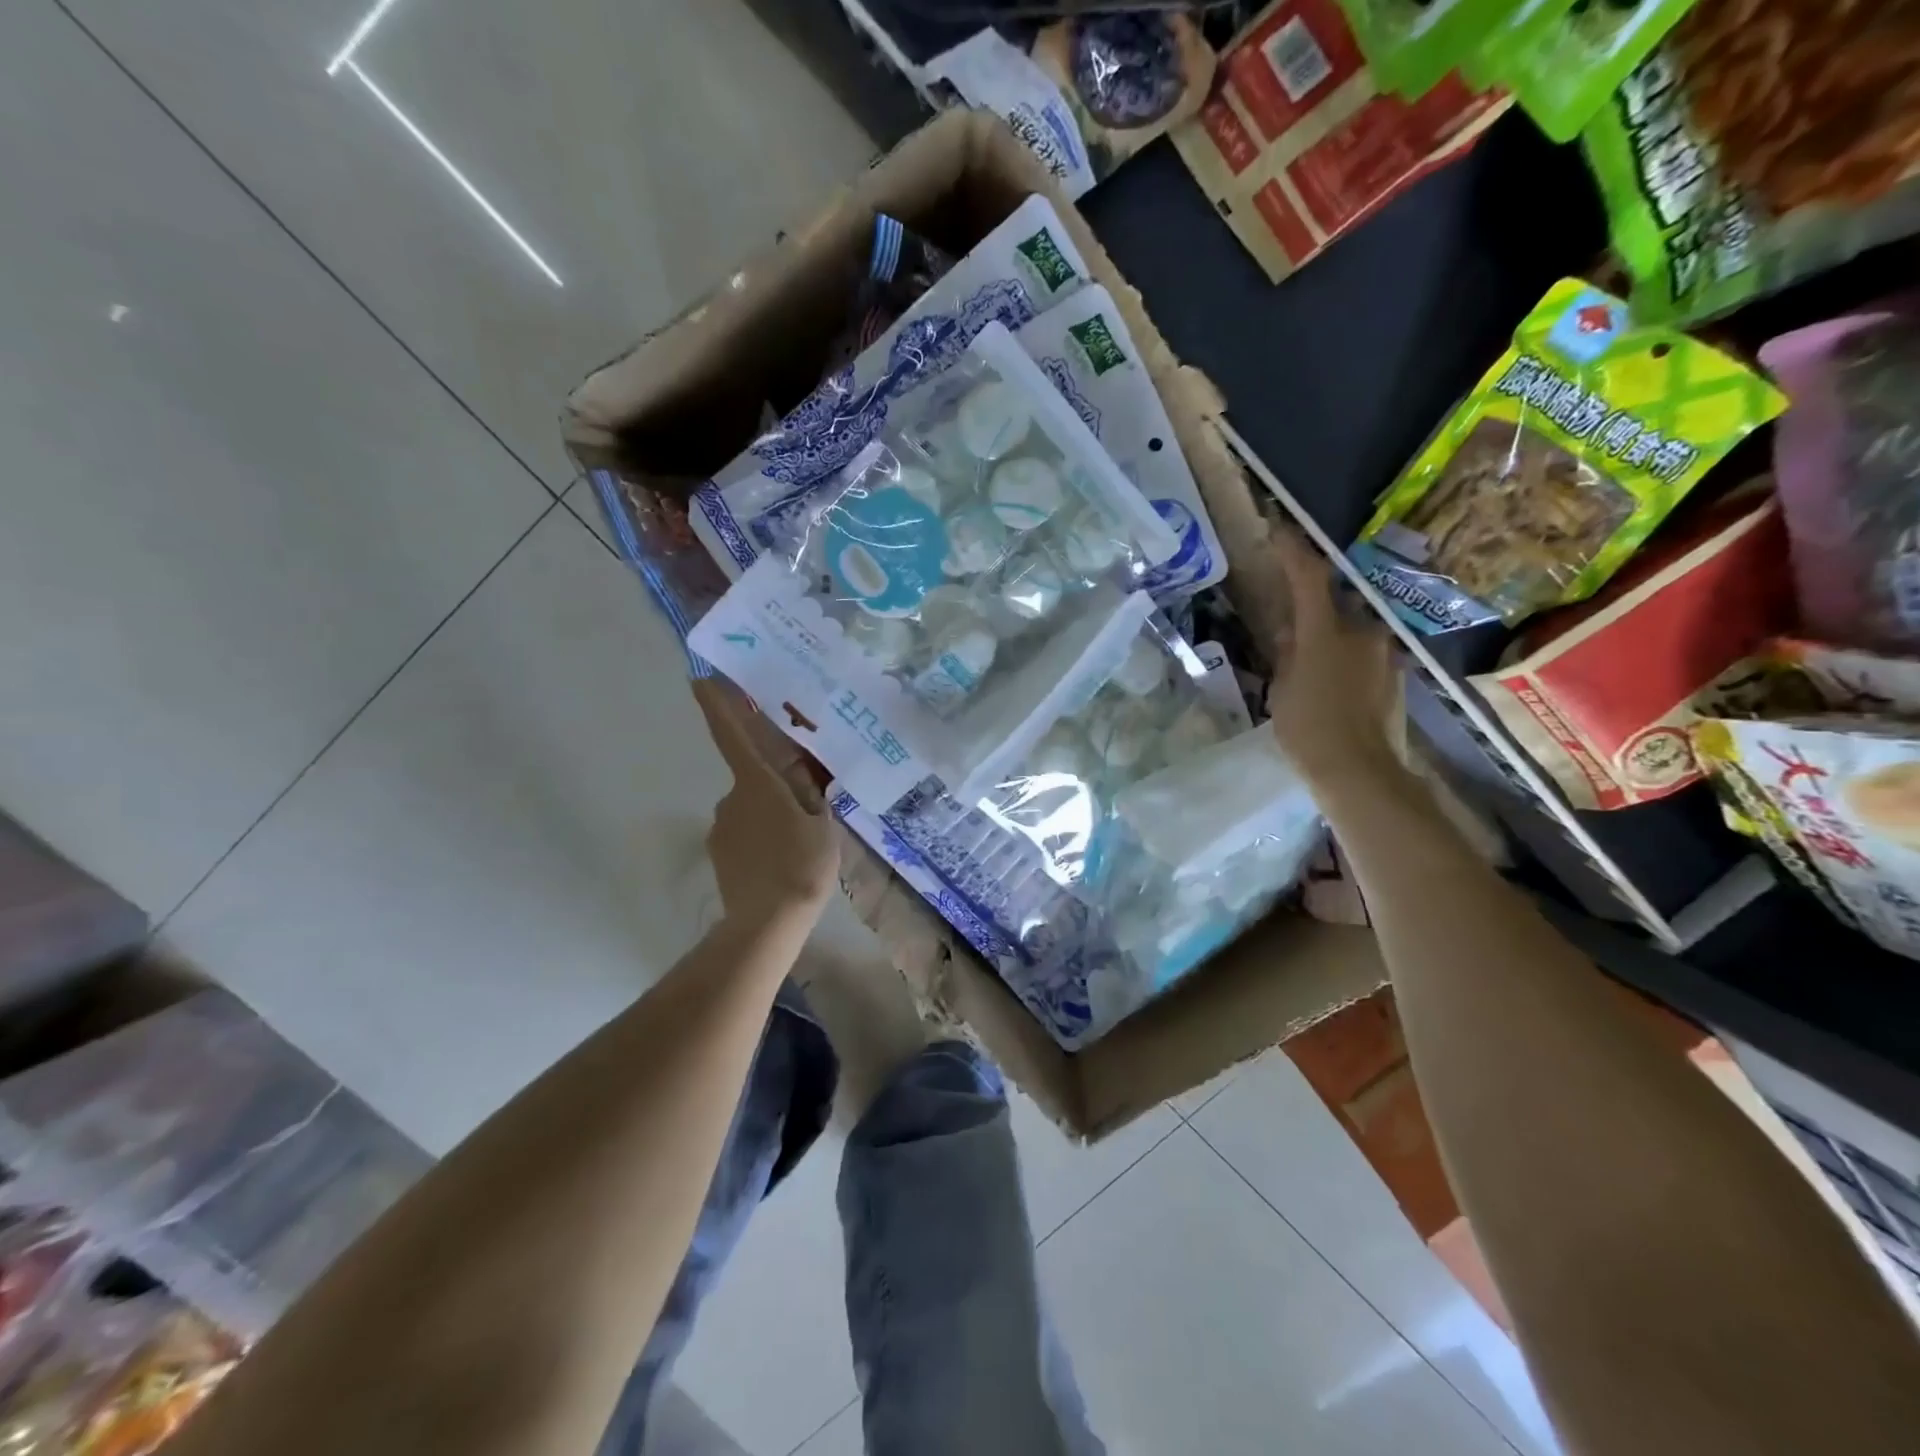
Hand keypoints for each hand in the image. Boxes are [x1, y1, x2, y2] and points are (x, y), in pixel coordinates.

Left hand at [693, 678, 838, 928]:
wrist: (768, 922)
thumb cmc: (801, 865)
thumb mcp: (822, 824)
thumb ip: (810, 796)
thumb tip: (800, 780)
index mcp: (757, 783)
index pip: (732, 736)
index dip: (718, 706)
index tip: (698, 679)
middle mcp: (731, 798)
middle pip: (754, 779)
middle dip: (776, 789)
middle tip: (806, 814)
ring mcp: (721, 827)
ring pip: (751, 810)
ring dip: (770, 817)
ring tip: (797, 847)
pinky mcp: (718, 853)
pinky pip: (744, 834)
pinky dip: (761, 840)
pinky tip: (780, 863)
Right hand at [1266, 528, 1400, 789]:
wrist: (1360, 771)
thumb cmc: (1308, 729)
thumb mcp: (1283, 689)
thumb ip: (1288, 654)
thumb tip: (1291, 633)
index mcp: (1326, 631)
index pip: (1309, 577)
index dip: (1293, 549)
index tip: (1277, 528)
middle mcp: (1362, 631)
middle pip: (1335, 603)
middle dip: (1312, 606)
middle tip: (1289, 621)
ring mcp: (1384, 653)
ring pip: (1351, 630)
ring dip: (1331, 636)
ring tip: (1309, 662)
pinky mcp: (1396, 676)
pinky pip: (1364, 654)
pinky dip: (1345, 658)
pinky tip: (1332, 685)